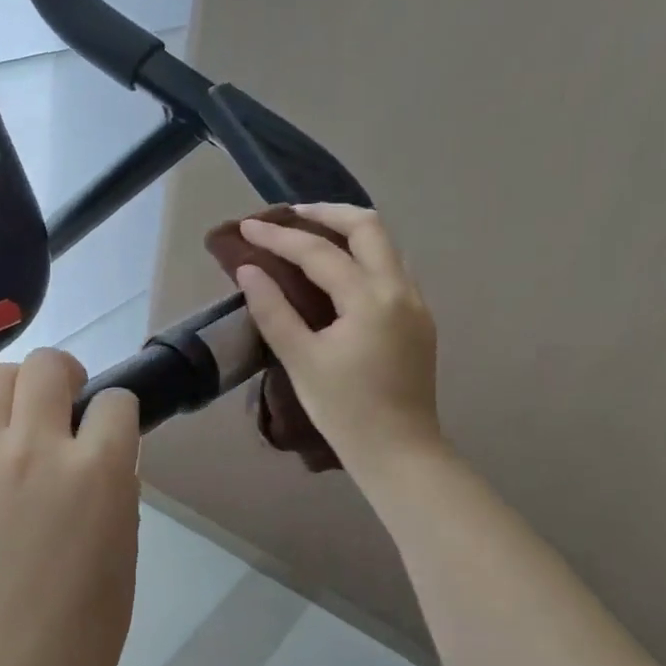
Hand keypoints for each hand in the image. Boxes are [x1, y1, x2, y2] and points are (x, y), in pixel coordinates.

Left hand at [0, 349, 141, 665]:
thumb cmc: (72, 645)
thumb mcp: (122, 568)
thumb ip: (117, 501)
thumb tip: (105, 463)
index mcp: (97, 474)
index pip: (115, 403)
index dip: (116, 412)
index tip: (107, 429)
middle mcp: (36, 449)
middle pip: (48, 366)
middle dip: (63, 375)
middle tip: (61, 405)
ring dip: (11, 390)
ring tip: (11, 422)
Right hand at [234, 203, 443, 471]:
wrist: (400, 452)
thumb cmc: (344, 409)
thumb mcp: (300, 359)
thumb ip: (272, 310)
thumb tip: (249, 270)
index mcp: (370, 299)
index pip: (319, 252)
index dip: (279, 237)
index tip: (247, 227)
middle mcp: (400, 290)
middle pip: (368, 227)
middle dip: (326, 213)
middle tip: (290, 216)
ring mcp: (415, 304)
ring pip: (385, 245)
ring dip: (348, 231)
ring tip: (310, 235)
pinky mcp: (418, 320)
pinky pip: (390, 269)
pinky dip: (361, 256)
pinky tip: (337, 272)